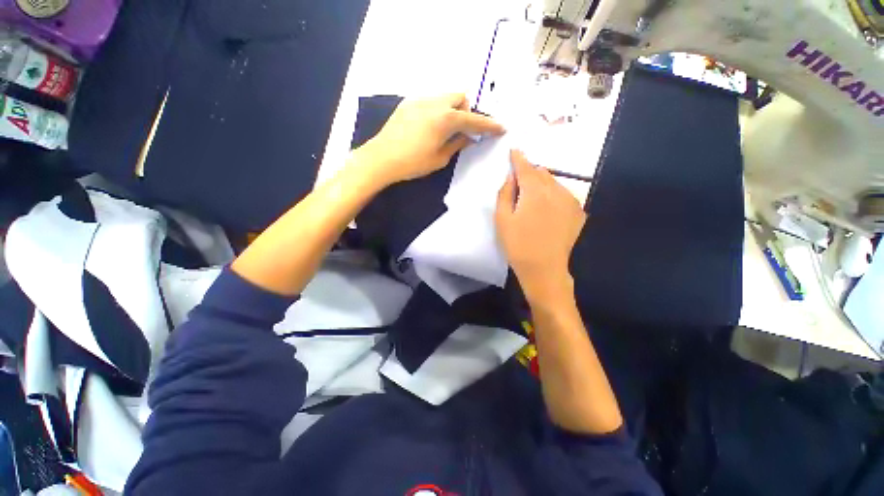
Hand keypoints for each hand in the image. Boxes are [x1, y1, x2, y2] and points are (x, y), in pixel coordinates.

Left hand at [355, 94, 504, 186]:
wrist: (379, 159)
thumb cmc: (412, 162)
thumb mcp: (441, 157)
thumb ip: (458, 143)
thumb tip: (469, 137)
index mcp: (447, 118)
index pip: (475, 120)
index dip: (490, 125)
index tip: (500, 128)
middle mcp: (435, 104)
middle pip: (460, 97)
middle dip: (467, 110)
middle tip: (463, 128)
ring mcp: (420, 101)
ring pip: (444, 97)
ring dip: (451, 108)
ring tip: (445, 126)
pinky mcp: (407, 104)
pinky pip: (429, 101)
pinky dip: (436, 109)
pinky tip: (428, 125)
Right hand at [495, 150, 586, 301]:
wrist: (546, 270)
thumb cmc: (519, 246)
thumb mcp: (502, 219)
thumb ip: (505, 192)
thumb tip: (511, 176)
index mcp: (534, 190)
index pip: (525, 166)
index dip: (518, 157)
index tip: (514, 151)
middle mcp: (554, 190)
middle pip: (541, 172)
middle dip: (531, 173)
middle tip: (521, 184)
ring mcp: (569, 200)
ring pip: (554, 182)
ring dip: (544, 184)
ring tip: (536, 200)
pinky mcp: (577, 212)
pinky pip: (564, 195)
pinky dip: (555, 195)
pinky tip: (550, 210)